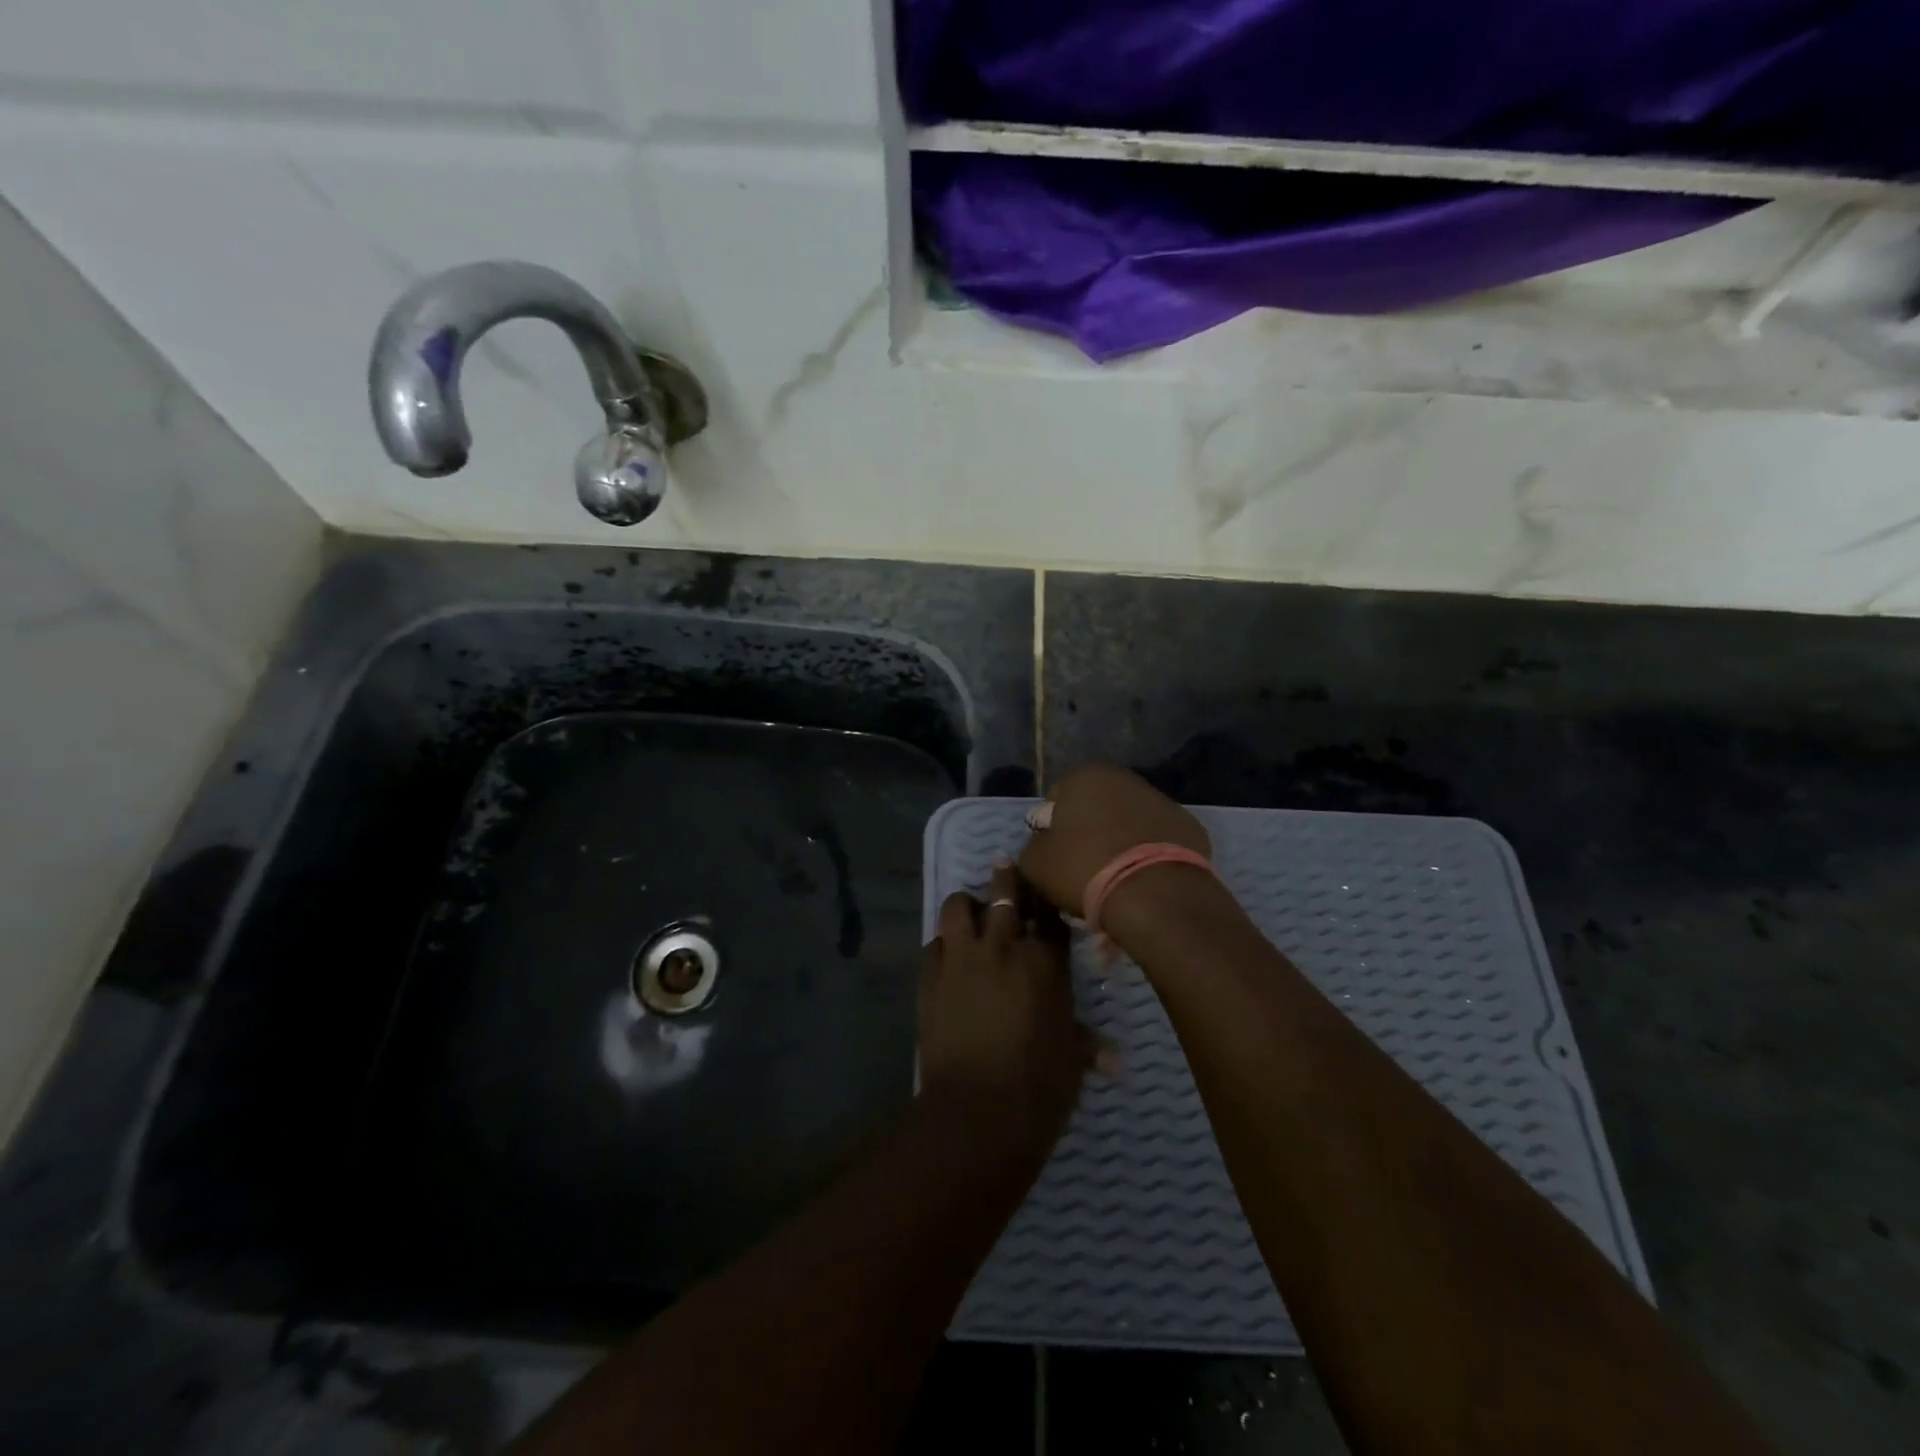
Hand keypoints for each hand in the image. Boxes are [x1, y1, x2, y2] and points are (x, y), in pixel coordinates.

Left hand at [918, 864, 1096, 1158]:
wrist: (977, 1111)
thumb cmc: (1039, 1087)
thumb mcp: (1071, 1061)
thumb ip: (1087, 1045)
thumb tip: (1114, 1059)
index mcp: (1044, 962)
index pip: (1049, 917)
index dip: (1047, 903)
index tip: (1045, 896)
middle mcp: (1002, 947)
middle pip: (1004, 895)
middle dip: (1007, 880)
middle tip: (1005, 868)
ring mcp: (961, 959)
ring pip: (958, 907)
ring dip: (967, 904)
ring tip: (972, 908)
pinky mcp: (930, 978)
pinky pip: (933, 944)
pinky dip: (942, 944)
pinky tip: (947, 954)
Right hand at [1019, 765, 1210, 918]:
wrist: (1154, 895)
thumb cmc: (1084, 869)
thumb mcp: (1036, 863)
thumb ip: (1033, 846)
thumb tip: (1042, 845)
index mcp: (1084, 776)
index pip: (1056, 798)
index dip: (1052, 828)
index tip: (1056, 855)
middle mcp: (1124, 778)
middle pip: (1096, 805)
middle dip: (1089, 830)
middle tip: (1084, 867)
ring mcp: (1162, 800)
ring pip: (1130, 820)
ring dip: (1121, 840)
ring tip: (1116, 877)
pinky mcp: (1189, 826)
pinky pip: (1159, 839)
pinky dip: (1150, 853)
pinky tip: (1145, 879)